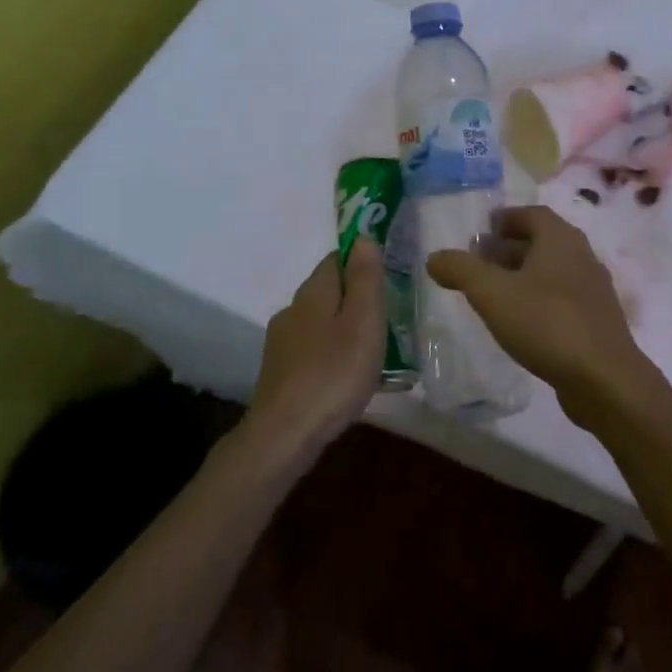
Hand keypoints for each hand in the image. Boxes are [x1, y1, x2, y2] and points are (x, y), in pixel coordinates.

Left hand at [247, 239, 385, 455]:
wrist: (285, 433)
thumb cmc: (334, 373)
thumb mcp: (363, 321)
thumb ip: (365, 278)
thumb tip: (363, 237)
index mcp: (313, 292)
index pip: (336, 259)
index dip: (361, 262)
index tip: (388, 278)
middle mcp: (292, 310)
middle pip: (329, 292)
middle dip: (357, 299)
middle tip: (389, 320)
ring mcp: (283, 343)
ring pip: (321, 323)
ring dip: (347, 330)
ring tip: (377, 354)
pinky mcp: (281, 372)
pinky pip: (315, 352)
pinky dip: (334, 356)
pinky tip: (351, 379)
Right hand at [426, 207, 651, 415]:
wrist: (603, 379)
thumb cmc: (546, 323)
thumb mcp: (492, 293)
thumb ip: (461, 270)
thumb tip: (434, 257)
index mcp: (561, 240)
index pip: (533, 214)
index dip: (506, 218)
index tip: (482, 230)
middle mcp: (582, 257)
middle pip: (543, 242)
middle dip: (509, 248)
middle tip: (478, 263)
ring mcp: (593, 291)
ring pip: (552, 272)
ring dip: (522, 276)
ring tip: (492, 294)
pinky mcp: (596, 322)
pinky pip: (561, 299)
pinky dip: (537, 300)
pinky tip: (519, 323)